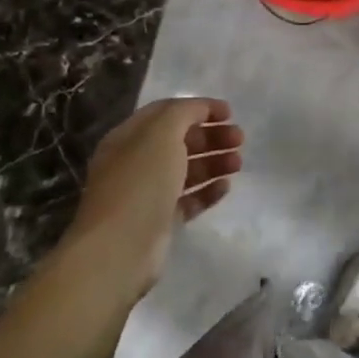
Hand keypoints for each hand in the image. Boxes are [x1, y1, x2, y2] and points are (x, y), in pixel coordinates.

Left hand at [70, 98, 243, 299]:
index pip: (167, 112)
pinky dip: (207, 190)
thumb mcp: (161, 133)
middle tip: (239, 139)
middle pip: (179, 141)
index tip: (230, 113)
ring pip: (186, 170)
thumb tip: (200, 110)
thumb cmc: (140, 182)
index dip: (199, 108)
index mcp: (129, 137)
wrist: (119, 248)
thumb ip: (183, 113)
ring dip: (214, 162)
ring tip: (238, 163)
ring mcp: (147, 193)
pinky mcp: (159, 221)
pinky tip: (225, 187)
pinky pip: (188, 199)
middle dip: (211, 136)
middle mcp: (135, 162)